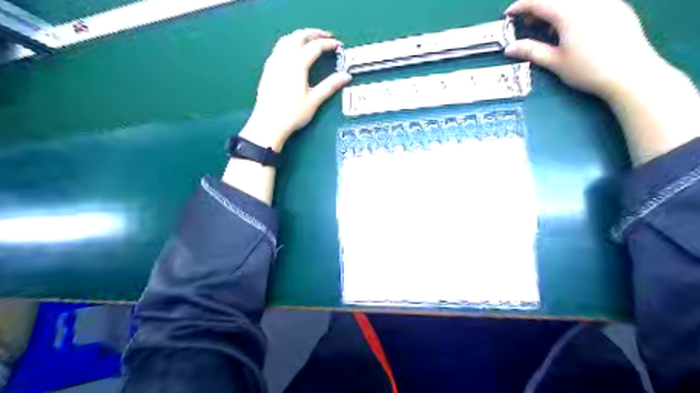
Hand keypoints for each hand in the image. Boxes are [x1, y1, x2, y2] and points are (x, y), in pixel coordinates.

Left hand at [242, 27, 351, 151]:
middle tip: (326, 37)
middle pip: (299, 37)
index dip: (328, 44)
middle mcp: (284, 59)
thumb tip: (346, 76)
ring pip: (286, 40)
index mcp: (297, 65)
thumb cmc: (293, 114)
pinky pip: (279, 47)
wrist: (269, 124)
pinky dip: (289, 43)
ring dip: (300, 36)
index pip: (314, 47)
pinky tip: (293, 51)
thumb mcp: (314, 101)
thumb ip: (330, 86)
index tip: (338, 45)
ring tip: (310, 40)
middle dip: (314, 34)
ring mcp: (274, 62)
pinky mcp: (268, 69)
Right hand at [506, 0, 662, 99]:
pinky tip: (571, 27)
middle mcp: (588, 0)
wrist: (631, 73)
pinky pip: (588, 0)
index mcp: (570, 12)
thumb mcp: (555, 62)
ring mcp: (605, 0)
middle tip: (527, 23)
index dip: (521, 6)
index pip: (539, 1)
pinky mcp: (617, 6)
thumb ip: (531, 51)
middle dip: (536, 5)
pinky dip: (572, 7)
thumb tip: (509, 49)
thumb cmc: (588, 69)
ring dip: (555, 7)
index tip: (508, 15)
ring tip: (548, 28)